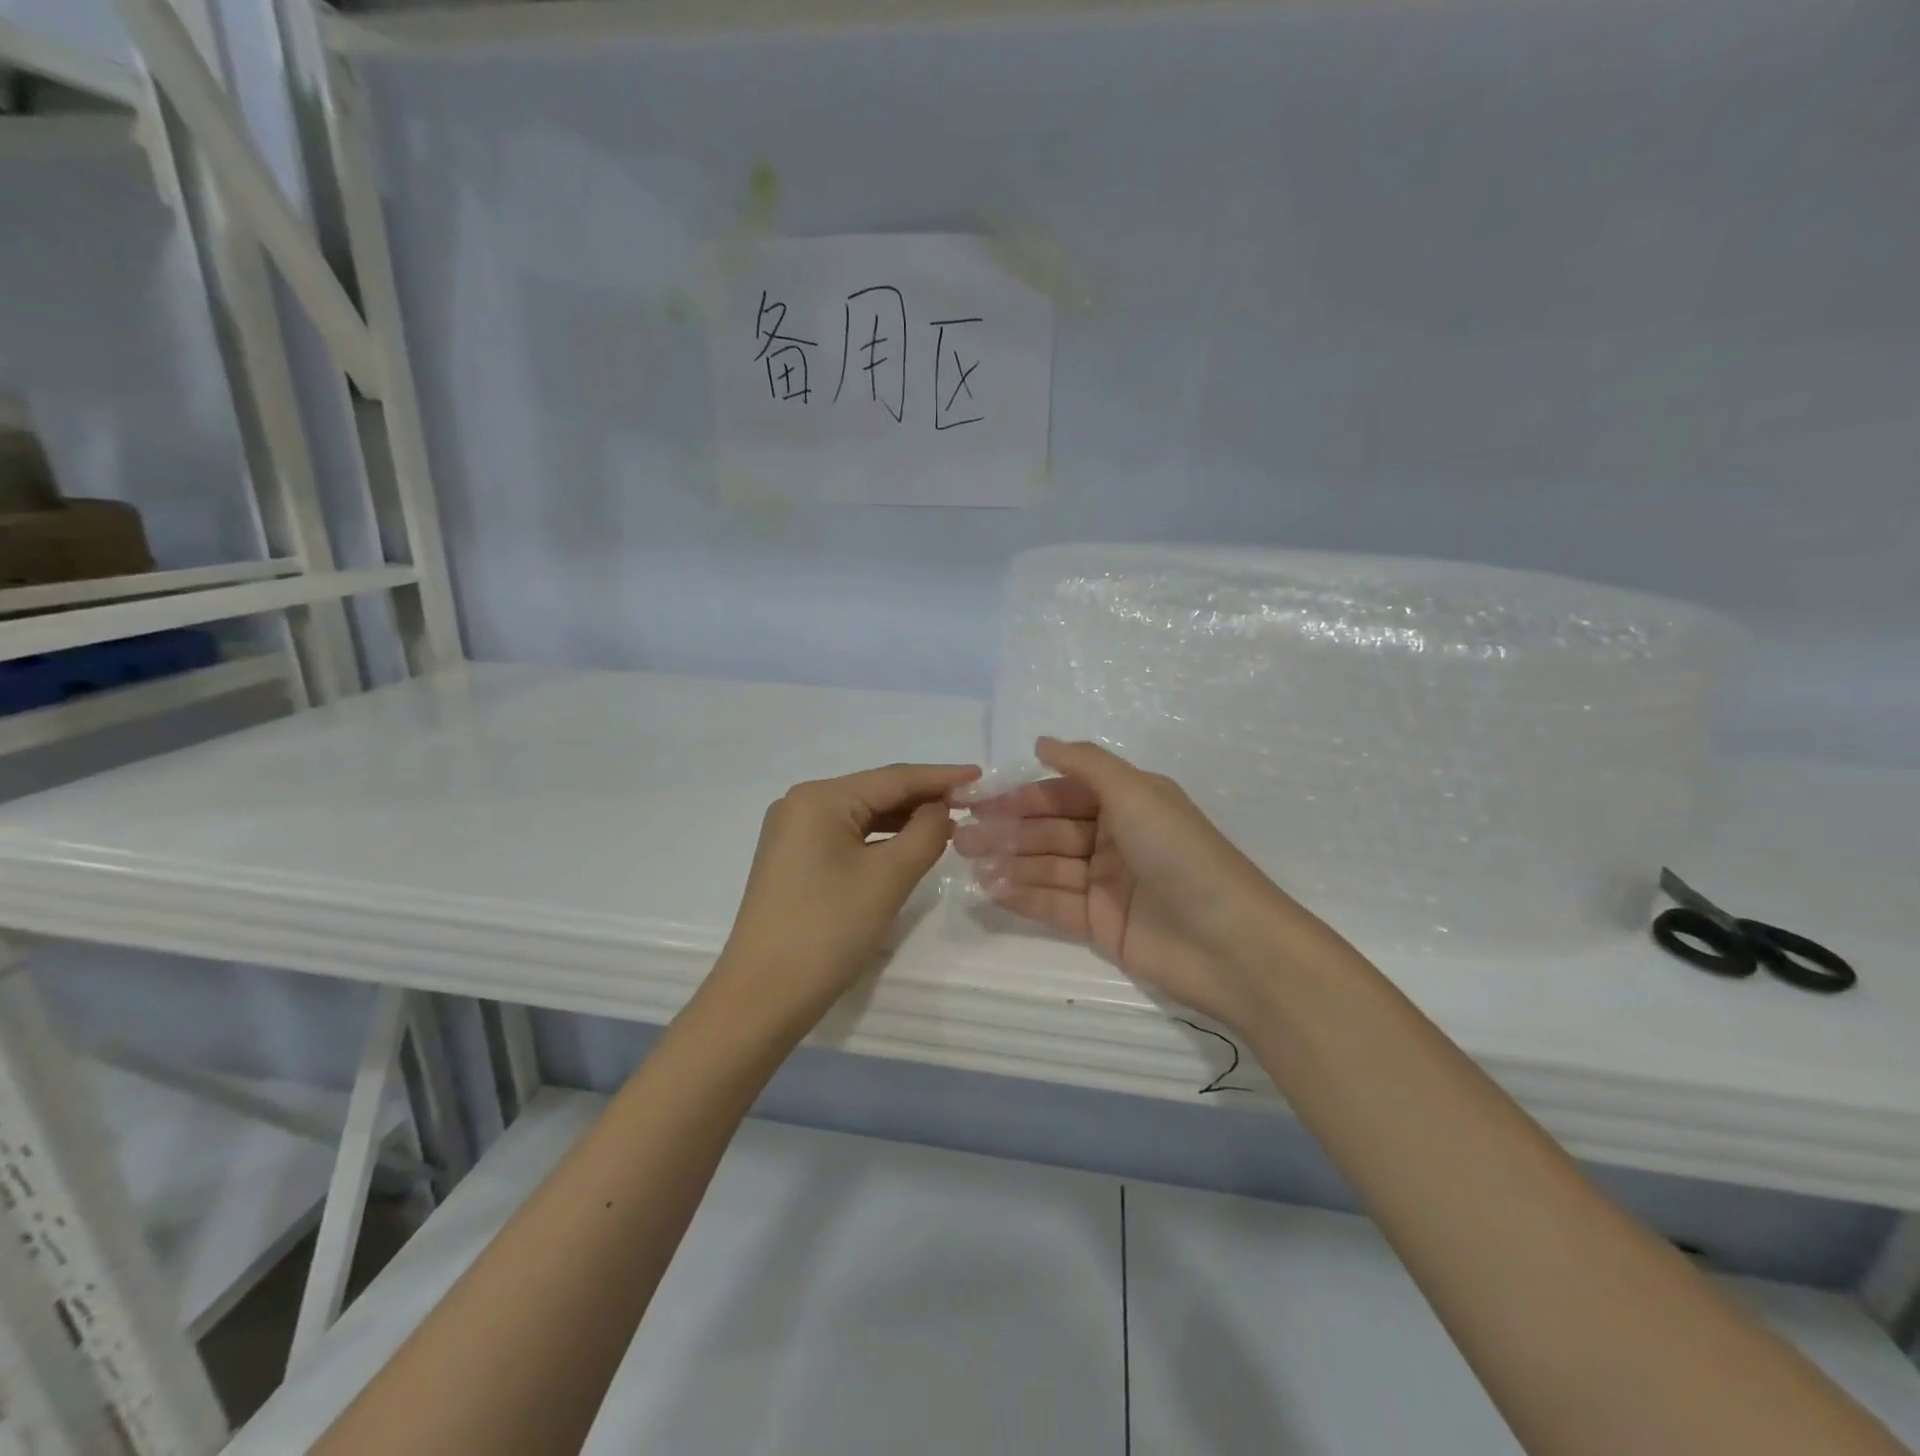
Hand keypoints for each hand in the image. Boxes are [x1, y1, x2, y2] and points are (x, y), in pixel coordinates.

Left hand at [711, 762, 980, 1034]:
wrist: (763, 996)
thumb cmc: (828, 930)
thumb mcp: (889, 877)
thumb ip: (926, 832)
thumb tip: (939, 809)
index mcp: (819, 798)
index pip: (893, 778)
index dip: (941, 777)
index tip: (981, 774)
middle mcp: (800, 804)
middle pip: (875, 792)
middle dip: (923, 798)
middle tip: (971, 803)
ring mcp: (792, 833)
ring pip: (861, 816)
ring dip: (903, 820)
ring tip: (949, 824)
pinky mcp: (793, 860)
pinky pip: (846, 837)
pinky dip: (880, 840)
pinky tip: (907, 846)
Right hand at [954, 738, 1318, 1033]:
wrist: (1228, 942)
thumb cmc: (1179, 854)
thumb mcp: (1136, 793)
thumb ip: (1086, 764)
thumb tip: (1041, 741)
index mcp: (1127, 802)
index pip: (1062, 793)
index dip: (1020, 795)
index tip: (976, 799)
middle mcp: (1114, 838)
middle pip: (1049, 829)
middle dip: (1006, 829)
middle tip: (961, 835)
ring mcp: (1105, 883)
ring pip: (1046, 865)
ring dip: (1007, 861)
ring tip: (967, 860)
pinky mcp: (1099, 923)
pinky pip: (1052, 902)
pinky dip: (1022, 894)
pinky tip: (989, 887)